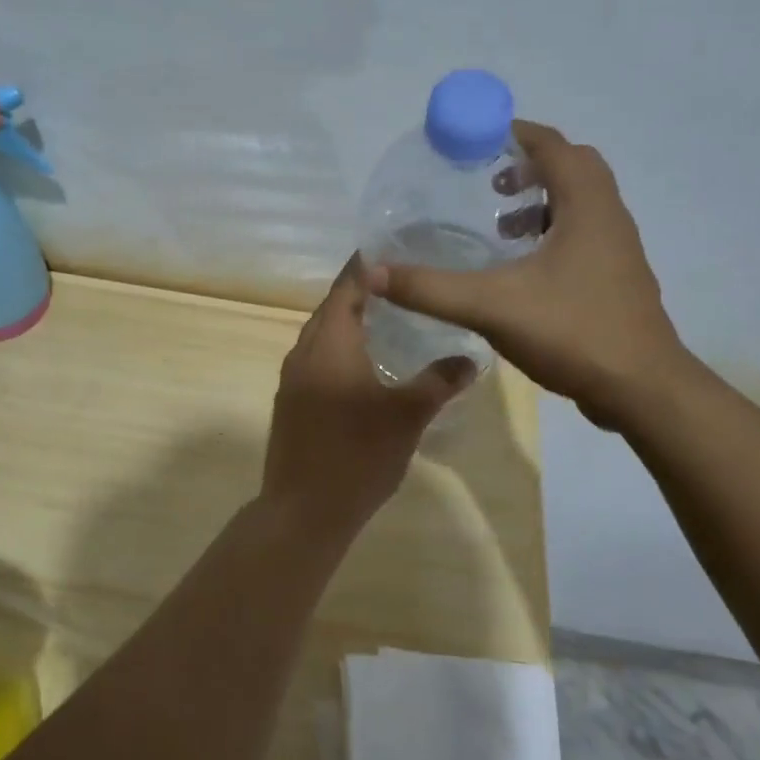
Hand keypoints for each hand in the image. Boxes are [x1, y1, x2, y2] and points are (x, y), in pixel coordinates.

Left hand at [262, 258, 474, 526]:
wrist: (303, 511)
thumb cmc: (357, 455)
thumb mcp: (407, 416)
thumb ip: (439, 382)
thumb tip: (470, 360)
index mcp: (329, 344)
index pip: (348, 287)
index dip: (367, 266)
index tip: (392, 248)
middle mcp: (304, 352)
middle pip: (332, 308)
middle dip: (361, 291)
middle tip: (400, 282)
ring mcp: (291, 379)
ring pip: (321, 335)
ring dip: (349, 321)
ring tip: (387, 317)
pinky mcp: (290, 402)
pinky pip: (316, 359)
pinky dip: (339, 348)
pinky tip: (364, 364)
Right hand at [366, 120, 685, 429]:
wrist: (642, 389)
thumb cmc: (573, 332)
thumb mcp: (491, 306)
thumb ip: (430, 288)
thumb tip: (373, 272)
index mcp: (587, 206)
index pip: (554, 146)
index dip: (516, 134)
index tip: (477, 138)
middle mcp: (609, 217)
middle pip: (573, 168)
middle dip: (530, 165)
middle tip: (490, 181)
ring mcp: (618, 250)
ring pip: (582, 203)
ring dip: (543, 201)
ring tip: (502, 226)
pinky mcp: (617, 279)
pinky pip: (584, 234)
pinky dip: (553, 233)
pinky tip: (522, 270)